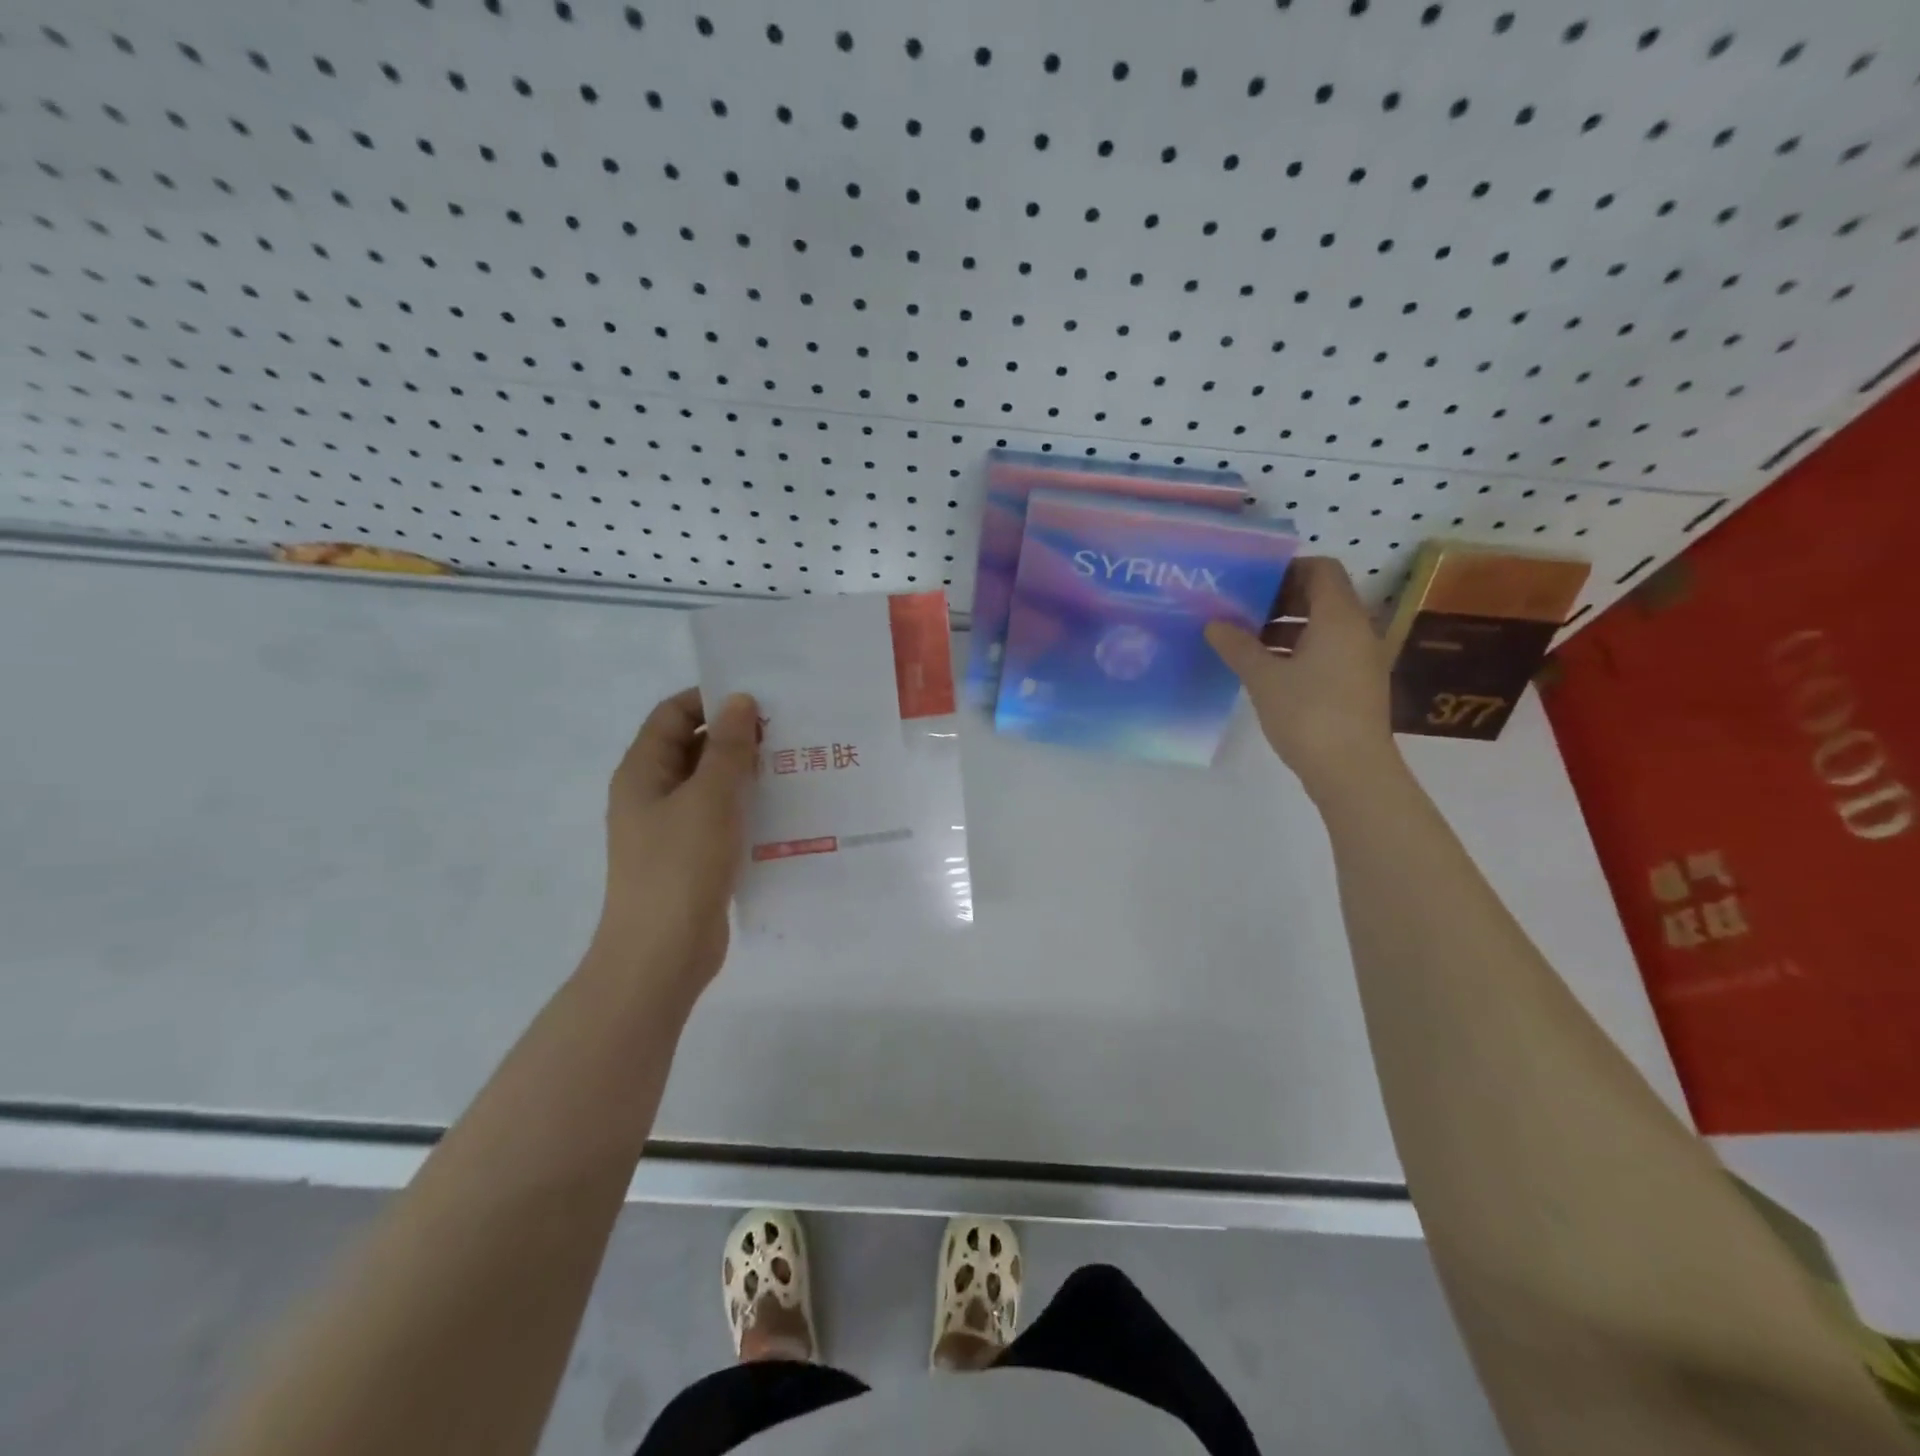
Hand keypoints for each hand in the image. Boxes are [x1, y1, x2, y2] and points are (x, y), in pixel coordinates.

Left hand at [591, 688, 758, 999]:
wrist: (661, 955)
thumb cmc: (680, 867)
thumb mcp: (709, 798)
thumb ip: (727, 748)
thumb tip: (739, 700)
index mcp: (643, 772)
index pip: (673, 715)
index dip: (711, 700)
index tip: (760, 700)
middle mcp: (652, 794)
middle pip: (693, 748)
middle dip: (736, 737)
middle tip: (787, 731)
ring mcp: (670, 829)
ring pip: (710, 785)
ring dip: (745, 773)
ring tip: (794, 765)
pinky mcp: (691, 858)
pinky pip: (720, 818)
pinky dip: (746, 807)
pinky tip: (782, 809)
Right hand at [1206, 558, 1399, 799]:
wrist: (1352, 771)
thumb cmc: (1308, 714)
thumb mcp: (1264, 678)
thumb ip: (1238, 646)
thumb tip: (1214, 624)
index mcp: (1339, 618)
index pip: (1321, 569)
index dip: (1287, 569)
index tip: (1251, 582)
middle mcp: (1357, 630)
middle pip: (1321, 597)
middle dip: (1280, 599)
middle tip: (1239, 610)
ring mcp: (1360, 659)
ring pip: (1322, 627)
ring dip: (1285, 627)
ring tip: (1244, 641)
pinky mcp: (1355, 684)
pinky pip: (1326, 651)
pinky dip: (1297, 650)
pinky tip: (1265, 669)